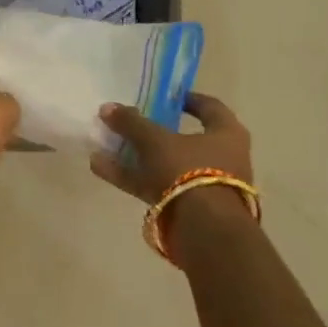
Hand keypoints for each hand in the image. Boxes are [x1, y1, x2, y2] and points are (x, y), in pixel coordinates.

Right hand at [90, 94, 253, 210]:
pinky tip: (100, 168)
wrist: (205, 230)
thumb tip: (107, 107)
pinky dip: (131, 176)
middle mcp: (222, 158)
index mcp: (227, 134)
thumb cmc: (189, 171)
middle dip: (152, 131)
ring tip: (104, 145)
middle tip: (129, 122)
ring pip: (166, 164)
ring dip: (135, 155)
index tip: (164, 96)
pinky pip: (155, 185)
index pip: (209, 107)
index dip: (187, 99)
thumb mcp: (155, 140)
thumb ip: (131, 123)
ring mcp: (204, 185)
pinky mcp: (187, 207)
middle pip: (183, 138)